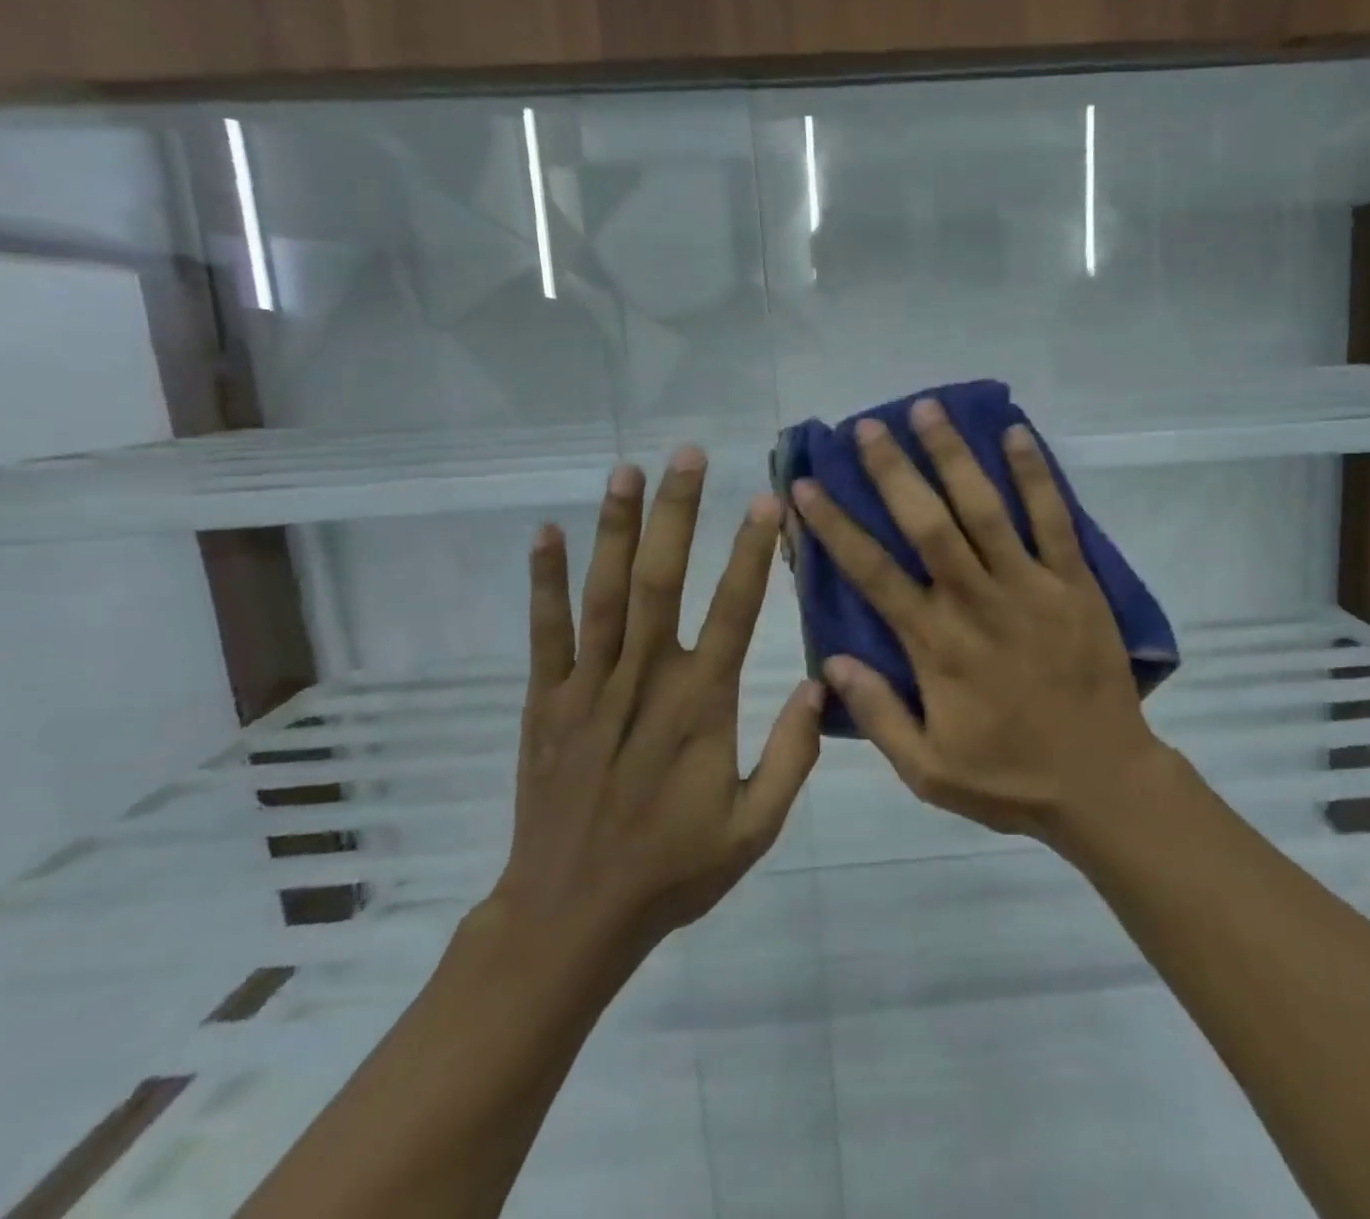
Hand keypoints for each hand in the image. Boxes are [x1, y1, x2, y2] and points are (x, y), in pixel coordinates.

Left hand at [479, 449, 821, 995]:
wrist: (571, 916)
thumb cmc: (674, 868)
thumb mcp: (756, 826)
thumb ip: (794, 754)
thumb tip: (823, 685)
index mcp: (702, 706)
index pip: (735, 611)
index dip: (751, 552)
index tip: (765, 501)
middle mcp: (646, 681)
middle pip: (662, 581)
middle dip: (677, 512)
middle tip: (689, 454)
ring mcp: (589, 687)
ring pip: (605, 593)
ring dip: (616, 528)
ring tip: (627, 470)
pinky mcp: (547, 702)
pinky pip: (546, 633)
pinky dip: (545, 582)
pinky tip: (546, 534)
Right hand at [791, 400, 1165, 845]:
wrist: (1102, 781)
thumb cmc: (1010, 777)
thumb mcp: (927, 770)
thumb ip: (879, 713)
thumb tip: (830, 661)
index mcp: (935, 644)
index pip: (873, 573)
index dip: (836, 526)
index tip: (808, 486)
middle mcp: (977, 601)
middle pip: (927, 523)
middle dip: (892, 471)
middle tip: (866, 427)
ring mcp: (1030, 585)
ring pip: (986, 508)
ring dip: (954, 455)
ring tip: (927, 409)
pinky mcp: (1075, 582)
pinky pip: (1055, 518)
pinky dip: (1036, 474)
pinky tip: (1017, 433)